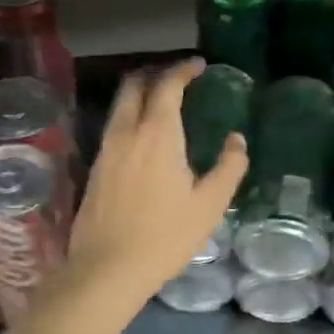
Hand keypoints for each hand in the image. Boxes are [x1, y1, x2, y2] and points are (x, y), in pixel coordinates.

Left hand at [69, 58, 247, 301]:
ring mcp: (106, 149)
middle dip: (156, 73)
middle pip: (134, 85)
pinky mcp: (96, 168)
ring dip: (140, 94)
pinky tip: (144, 138)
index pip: (167, 85)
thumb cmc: (165, 236)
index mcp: (158, 134)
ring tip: (162, 103)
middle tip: (178, 78)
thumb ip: (228, 167)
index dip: (183, 70)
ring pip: (120, 105)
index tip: (199, 65)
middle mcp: (127, 132)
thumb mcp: (209, 205)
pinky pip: (114, 127)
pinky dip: (130, 117)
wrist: (107, 268)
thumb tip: (236, 140)